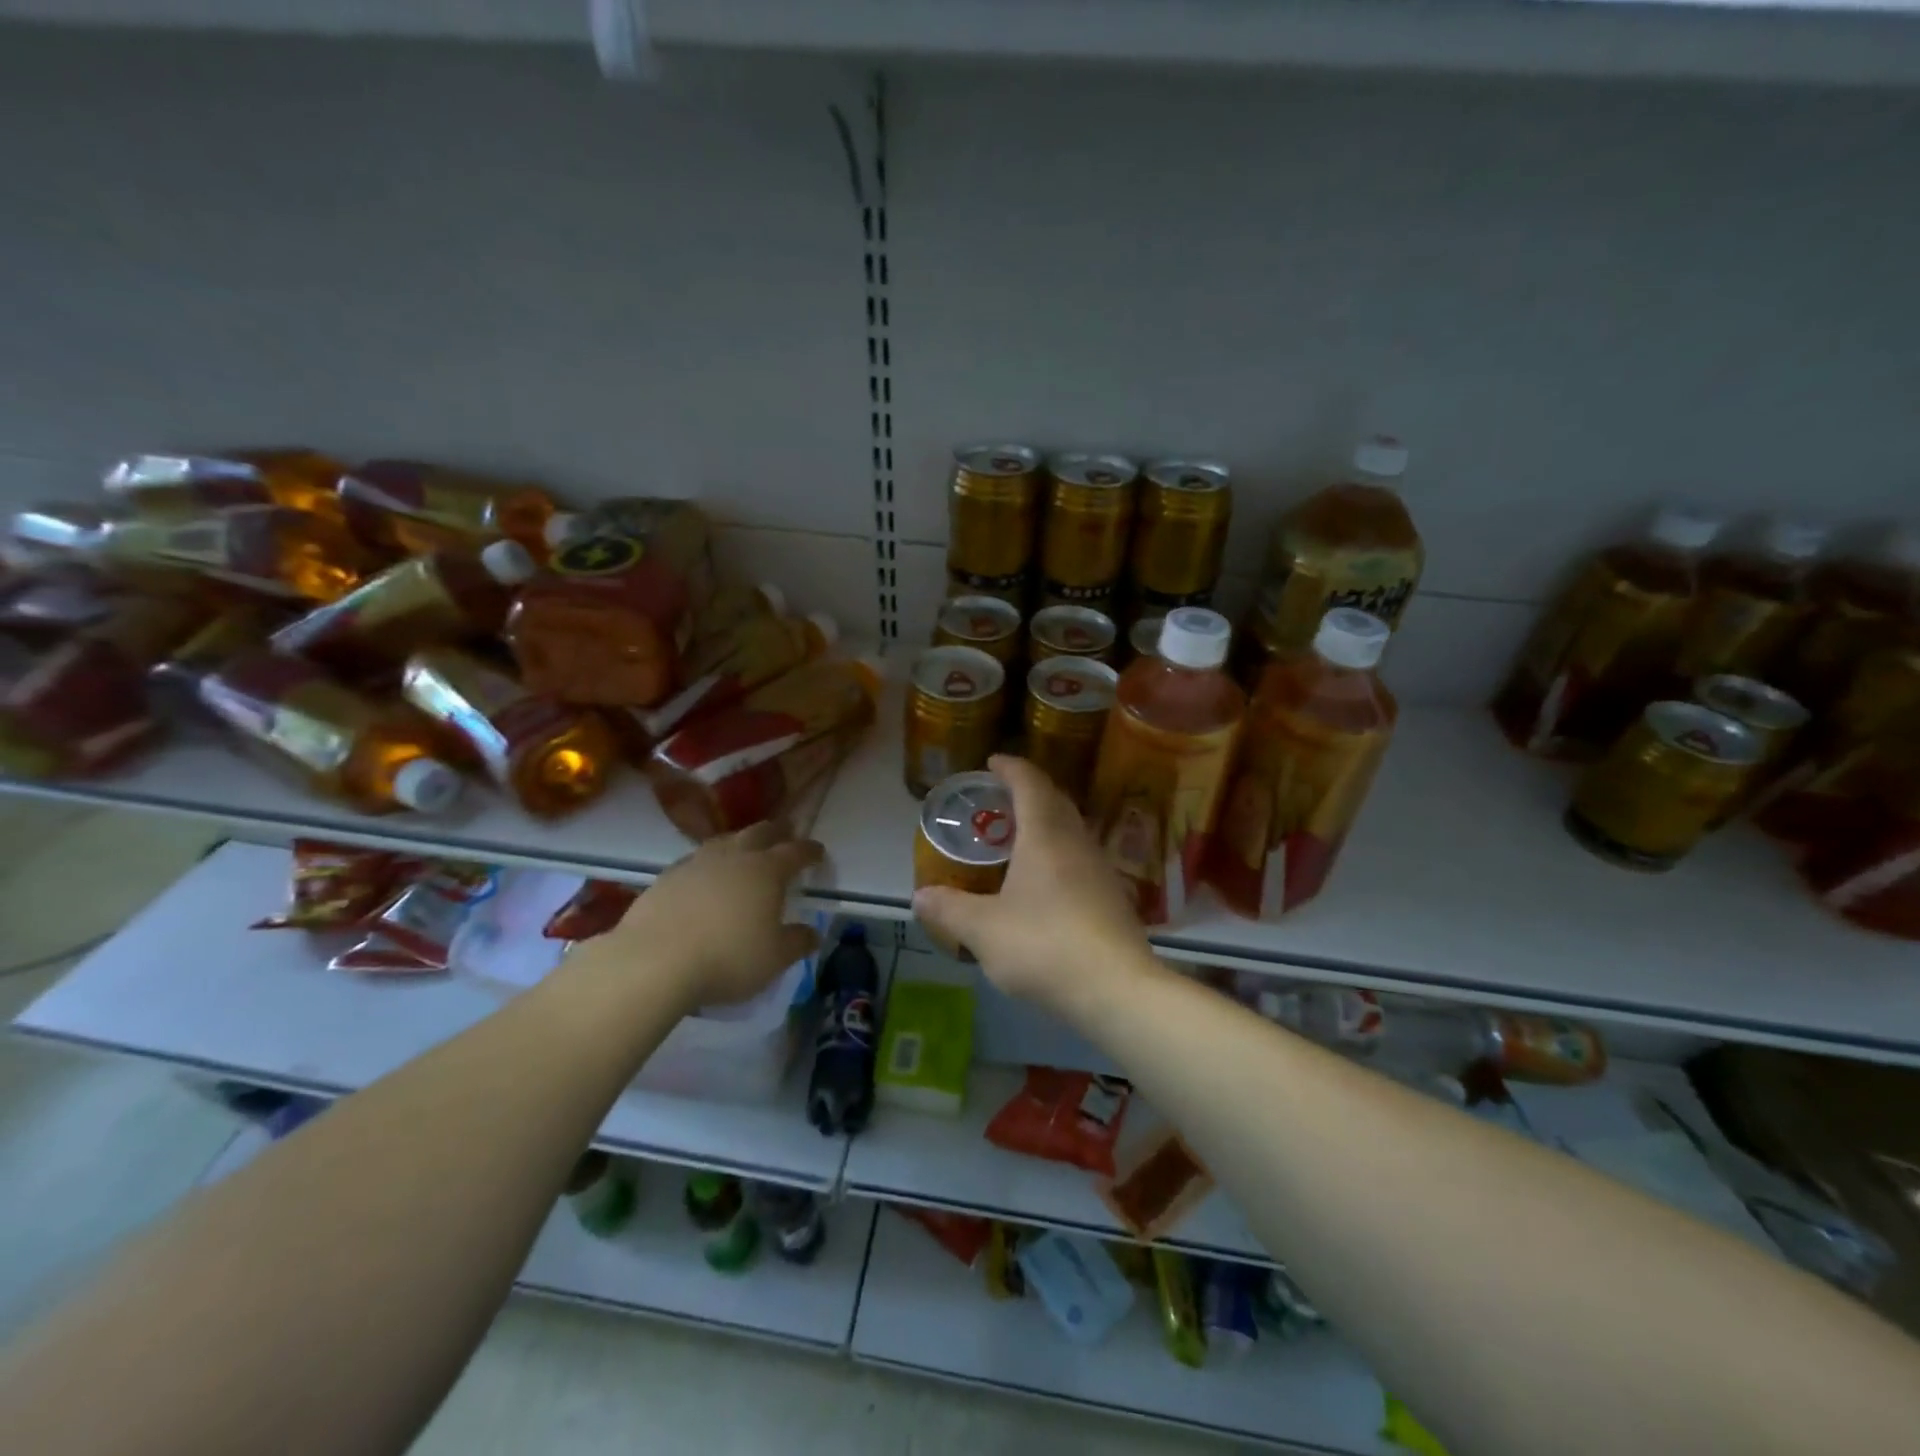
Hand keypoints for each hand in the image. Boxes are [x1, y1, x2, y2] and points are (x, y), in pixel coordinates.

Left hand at [587, 822, 824, 1012]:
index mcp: (767, 870)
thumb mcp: (774, 959)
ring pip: (725, 841)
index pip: (796, 852)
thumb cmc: (727, 958)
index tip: (819, 852)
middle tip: (786, 834)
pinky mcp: (667, 877)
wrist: (653, 961)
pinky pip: (696, 860)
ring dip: (740, 842)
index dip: (810, 851)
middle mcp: (734, 857)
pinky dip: (709, 864)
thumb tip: (812, 933)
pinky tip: (706, 878)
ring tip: (745, 850)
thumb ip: (797, 943)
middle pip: (760, 832)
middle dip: (777, 832)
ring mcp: (697, 863)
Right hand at [913, 755, 1154, 1016]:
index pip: (1029, 783)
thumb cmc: (1044, 946)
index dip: (1010, 767)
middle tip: (1001, 798)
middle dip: (1028, 791)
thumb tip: (920, 896)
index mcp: (1045, 836)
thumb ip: (949, 909)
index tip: (992, 762)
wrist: (1116, 989)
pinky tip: (1045, 883)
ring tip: (1018, 838)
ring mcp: (1100, 869)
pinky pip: (1080, 858)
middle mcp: (1077, 842)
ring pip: (1071, 830)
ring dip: (1046, 823)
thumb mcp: (983, 930)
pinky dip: (1059, 853)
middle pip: (1055, 801)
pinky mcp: (1113, 897)